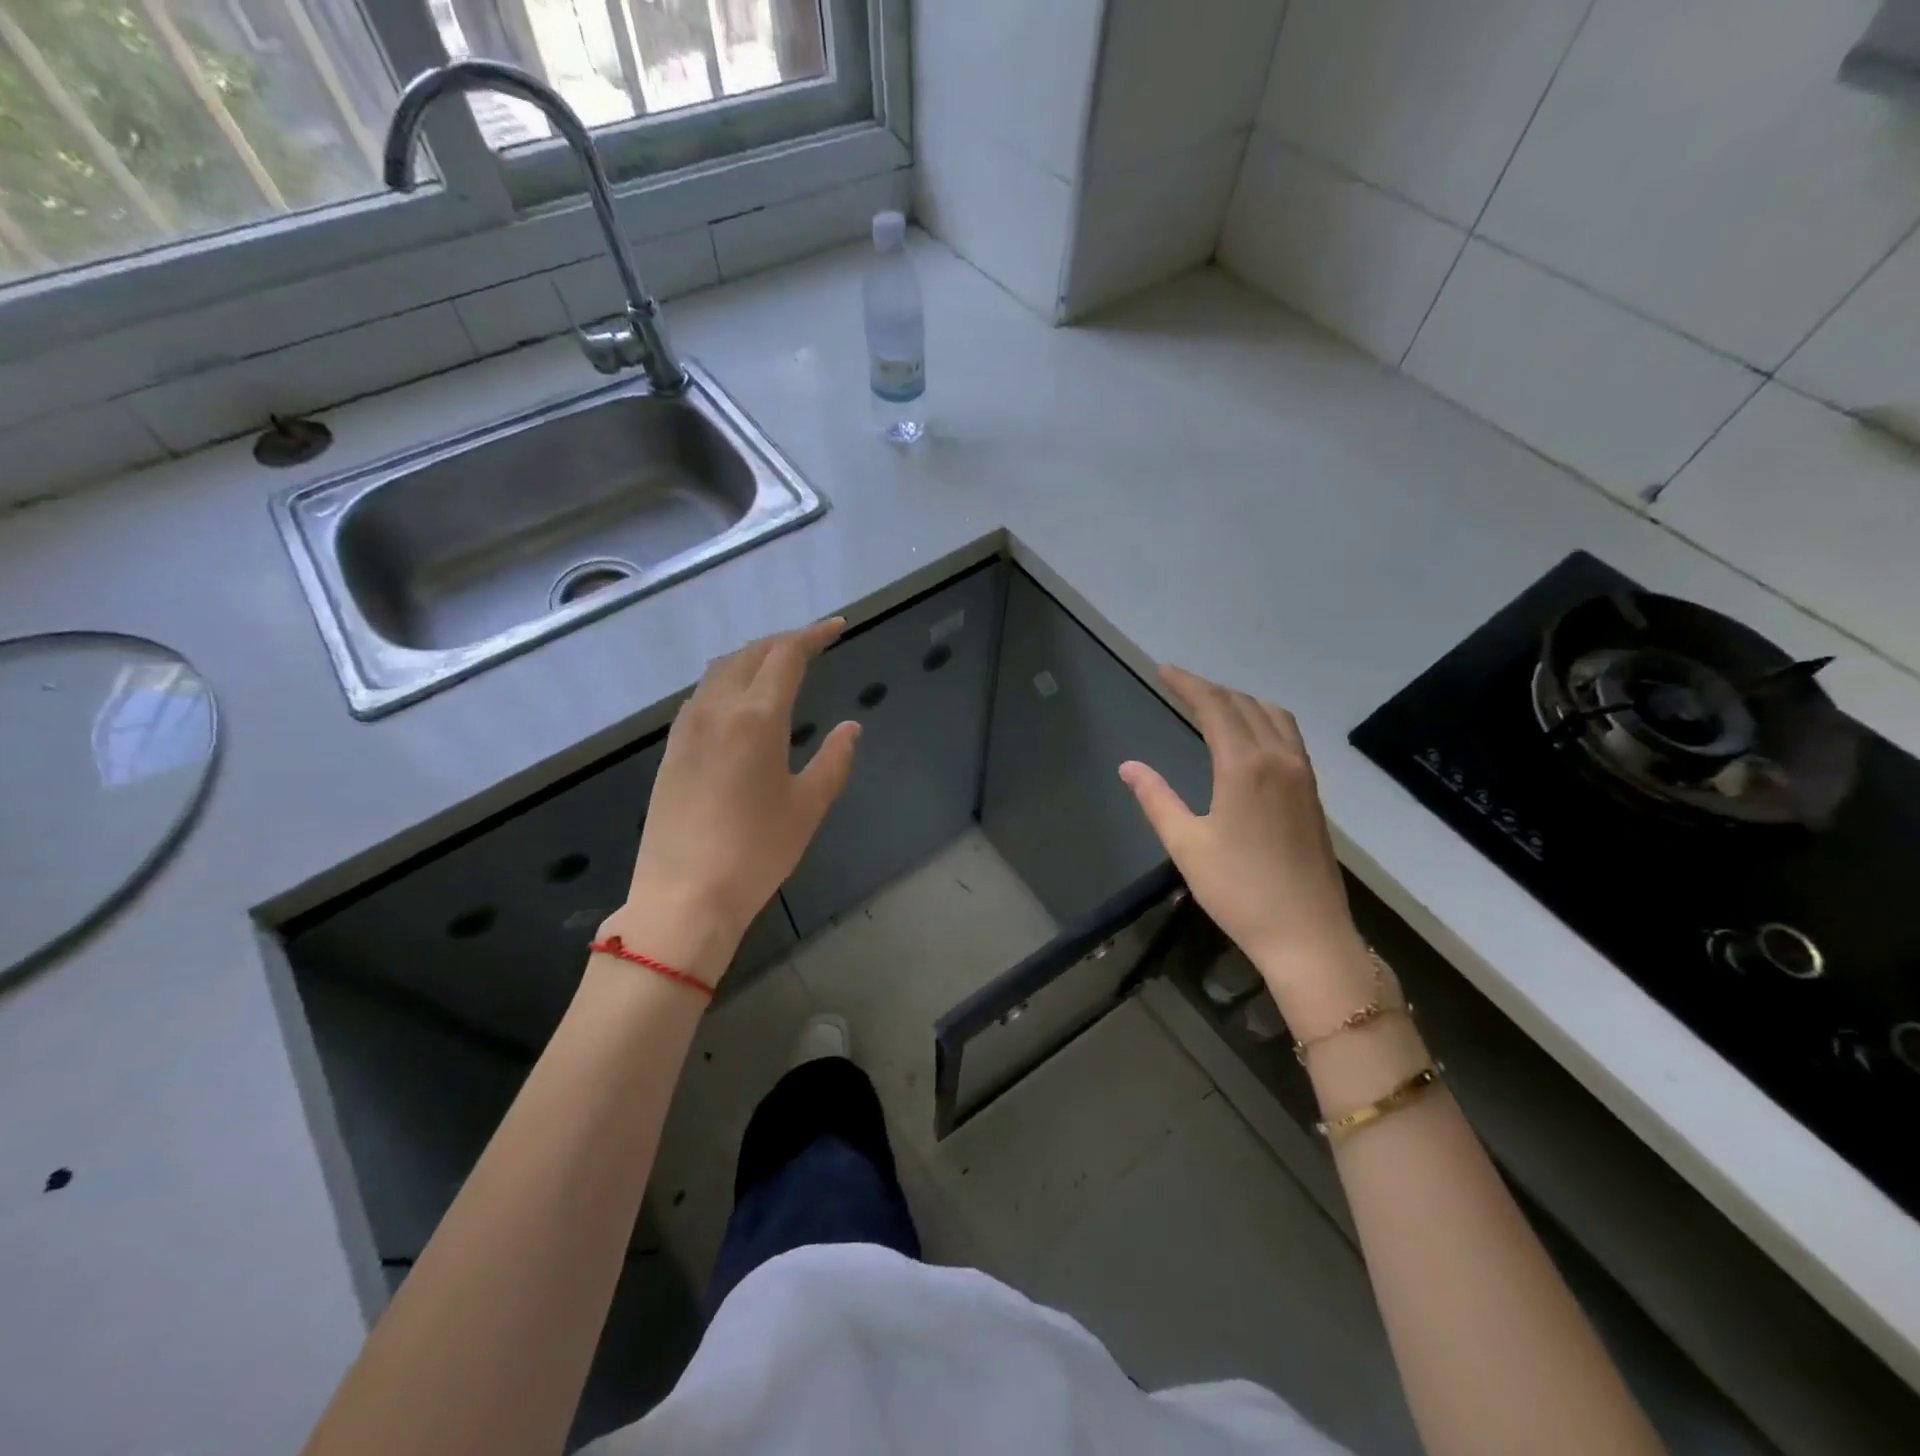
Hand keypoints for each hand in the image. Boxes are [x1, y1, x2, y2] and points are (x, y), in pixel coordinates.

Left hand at [616, 619, 859, 980]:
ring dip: (753, 657)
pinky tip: (742, 700)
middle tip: (813, 642)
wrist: (684, 896)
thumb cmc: (757, 852)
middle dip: (784, 641)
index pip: (786, 655)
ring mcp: (688, 728)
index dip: (813, 635)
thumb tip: (850, 728)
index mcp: (756, 717)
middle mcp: (717, 709)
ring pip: (720, 670)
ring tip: (780, 664)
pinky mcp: (672, 749)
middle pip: (750, 654)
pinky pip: (703, 694)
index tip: (836, 627)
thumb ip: (834, 759)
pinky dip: (729, 680)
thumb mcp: (809, 806)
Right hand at [1119, 666, 1368, 1018]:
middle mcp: (1279, 759)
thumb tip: (1129, 766)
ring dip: (1241, 701)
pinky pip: (1289, 736)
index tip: (1163, 670)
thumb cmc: (1239, 891)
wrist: (1307, 934)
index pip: (1215, 707)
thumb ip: (1156, 798)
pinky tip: (1250, 737)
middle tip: (1179, 685)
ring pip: (1274, 716)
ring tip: (1213, 705)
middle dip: (1210, 689)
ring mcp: (1302, 776)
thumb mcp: (1186, 845)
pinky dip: (1264, 720)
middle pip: (1244, 705)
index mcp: (1245, 766)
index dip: (1188, 684)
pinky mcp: (1313, 794)